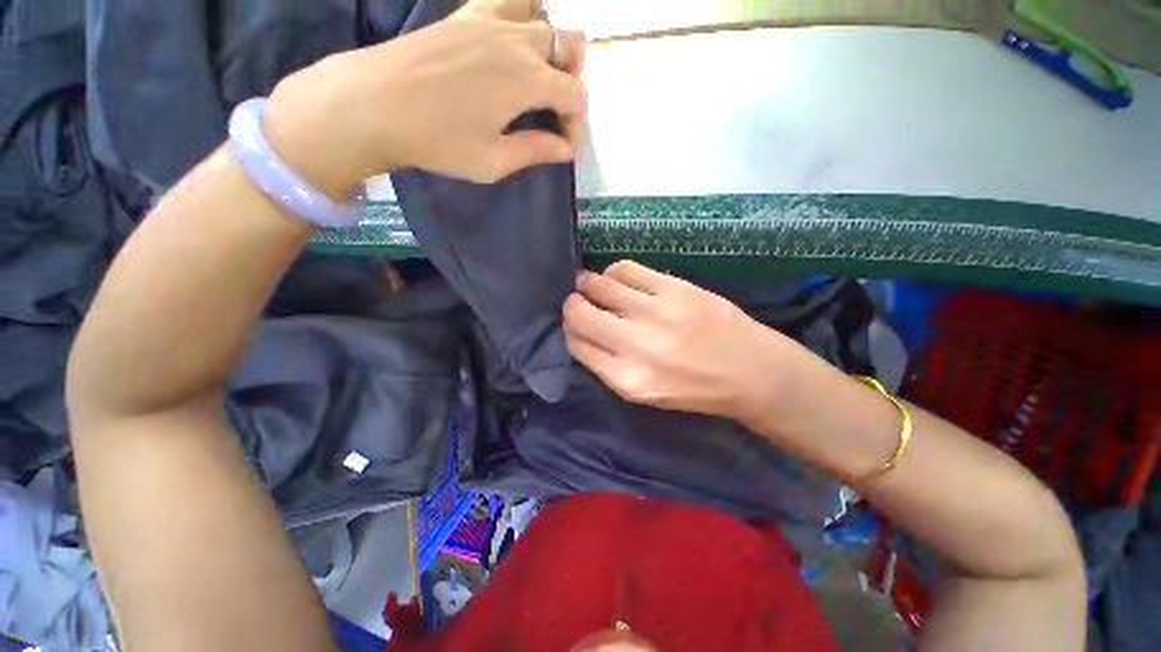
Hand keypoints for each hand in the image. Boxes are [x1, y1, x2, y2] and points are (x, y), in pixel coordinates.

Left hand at [263, 0, 586, 194]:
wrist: (375, 104)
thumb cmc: (440, 141)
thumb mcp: (495, 160)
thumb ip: (536, 150)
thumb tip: (566, 149)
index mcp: (528, 79)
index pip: (574, 95)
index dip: (576, 123)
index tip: (565, 146)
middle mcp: (517, 41)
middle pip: (569, 45)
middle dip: (573, 80)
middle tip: (556, 109)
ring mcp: (490, 20)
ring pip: (544, 16)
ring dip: (554, 43)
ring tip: (541, 73)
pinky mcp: (466, 15)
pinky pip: (508, 1)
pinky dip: (523, 16)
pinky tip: (513, 43)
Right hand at [563, 260, 796, 421]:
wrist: (751, 371)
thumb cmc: (694, 388)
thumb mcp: (643, 391)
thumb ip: (607, 363)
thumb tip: (582, 329)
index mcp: (627, 379)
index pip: (576, 344)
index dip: (570, 329)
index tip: (576, 324)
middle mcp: (636, 345)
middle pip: (579, 312)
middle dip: (573, 305)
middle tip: (581, 301)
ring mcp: (656, 312)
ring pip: (599, 284)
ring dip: (590, 284)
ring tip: (598, 288)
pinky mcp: (675, 288)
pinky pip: (625, 268)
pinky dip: (614, 272)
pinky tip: (620, 279)